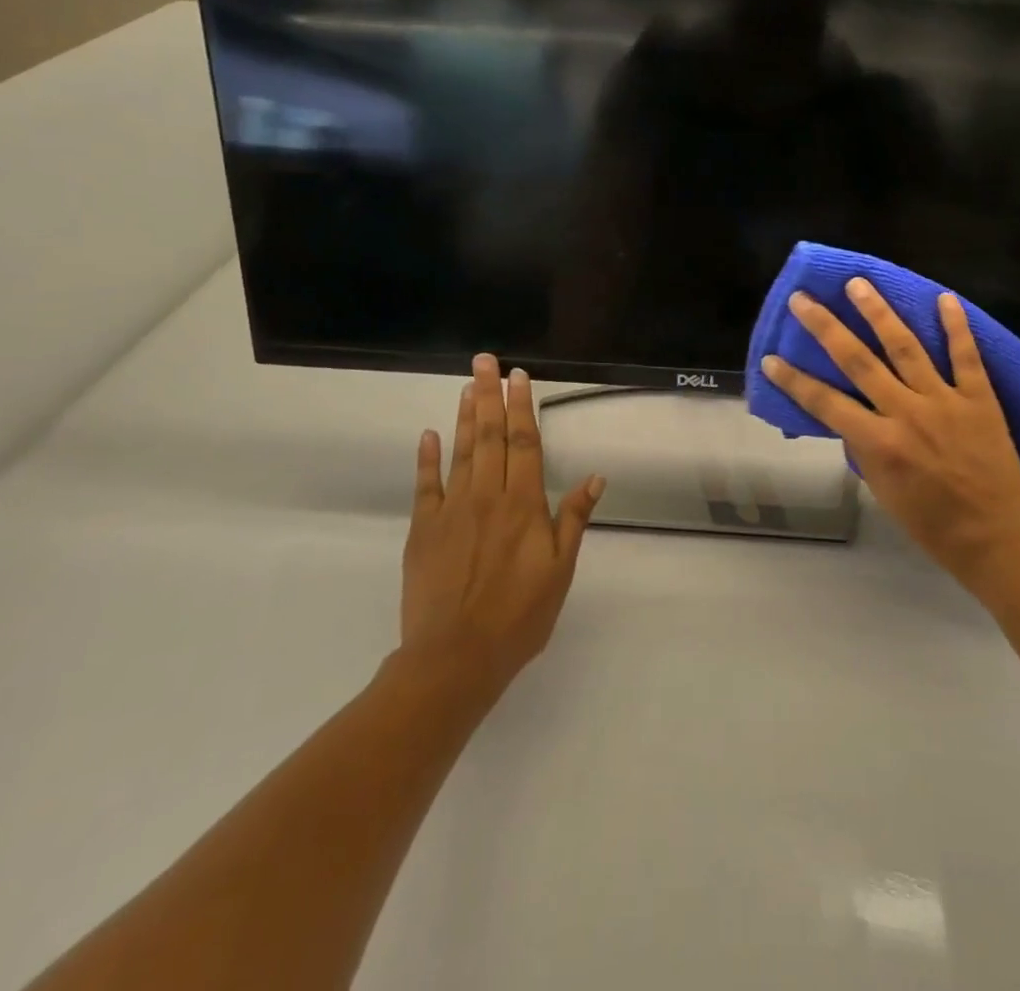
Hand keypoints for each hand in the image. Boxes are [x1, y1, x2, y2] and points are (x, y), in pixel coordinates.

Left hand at [397, 353, 605, 700]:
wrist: (455, 658)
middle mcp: (487, 496)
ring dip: (466, 415)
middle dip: (490, 395)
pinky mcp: (423, 529)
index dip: (523, 407)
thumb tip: (596, 476)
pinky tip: (429, 434)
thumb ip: (574, 519)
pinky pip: (426, 485)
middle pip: (491, 436)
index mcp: (523, 504)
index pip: (525, 443)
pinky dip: (428, 457)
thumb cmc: (519, 616)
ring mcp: (451, 510)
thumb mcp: (560, 570)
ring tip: (468, 384)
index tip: (519, 376)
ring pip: (462, 451)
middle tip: (486, 361)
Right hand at [760, 280, 1019, 594]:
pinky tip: (944, 298)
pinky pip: (966, 356)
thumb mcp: (882, 490)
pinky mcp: (979, 398)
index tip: (771, 358)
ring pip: (905, 347)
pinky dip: (955, 326)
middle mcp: (906, 413)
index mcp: (879, 442)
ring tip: (858, 284)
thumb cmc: (932, 522)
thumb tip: (851, 417)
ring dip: (878, 313)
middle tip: (803, 299)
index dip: (794, 380)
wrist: (995, 536)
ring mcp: (944, 401)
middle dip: (826, 327)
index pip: (825, 403)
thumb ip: (865, 448)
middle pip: (858, 361)